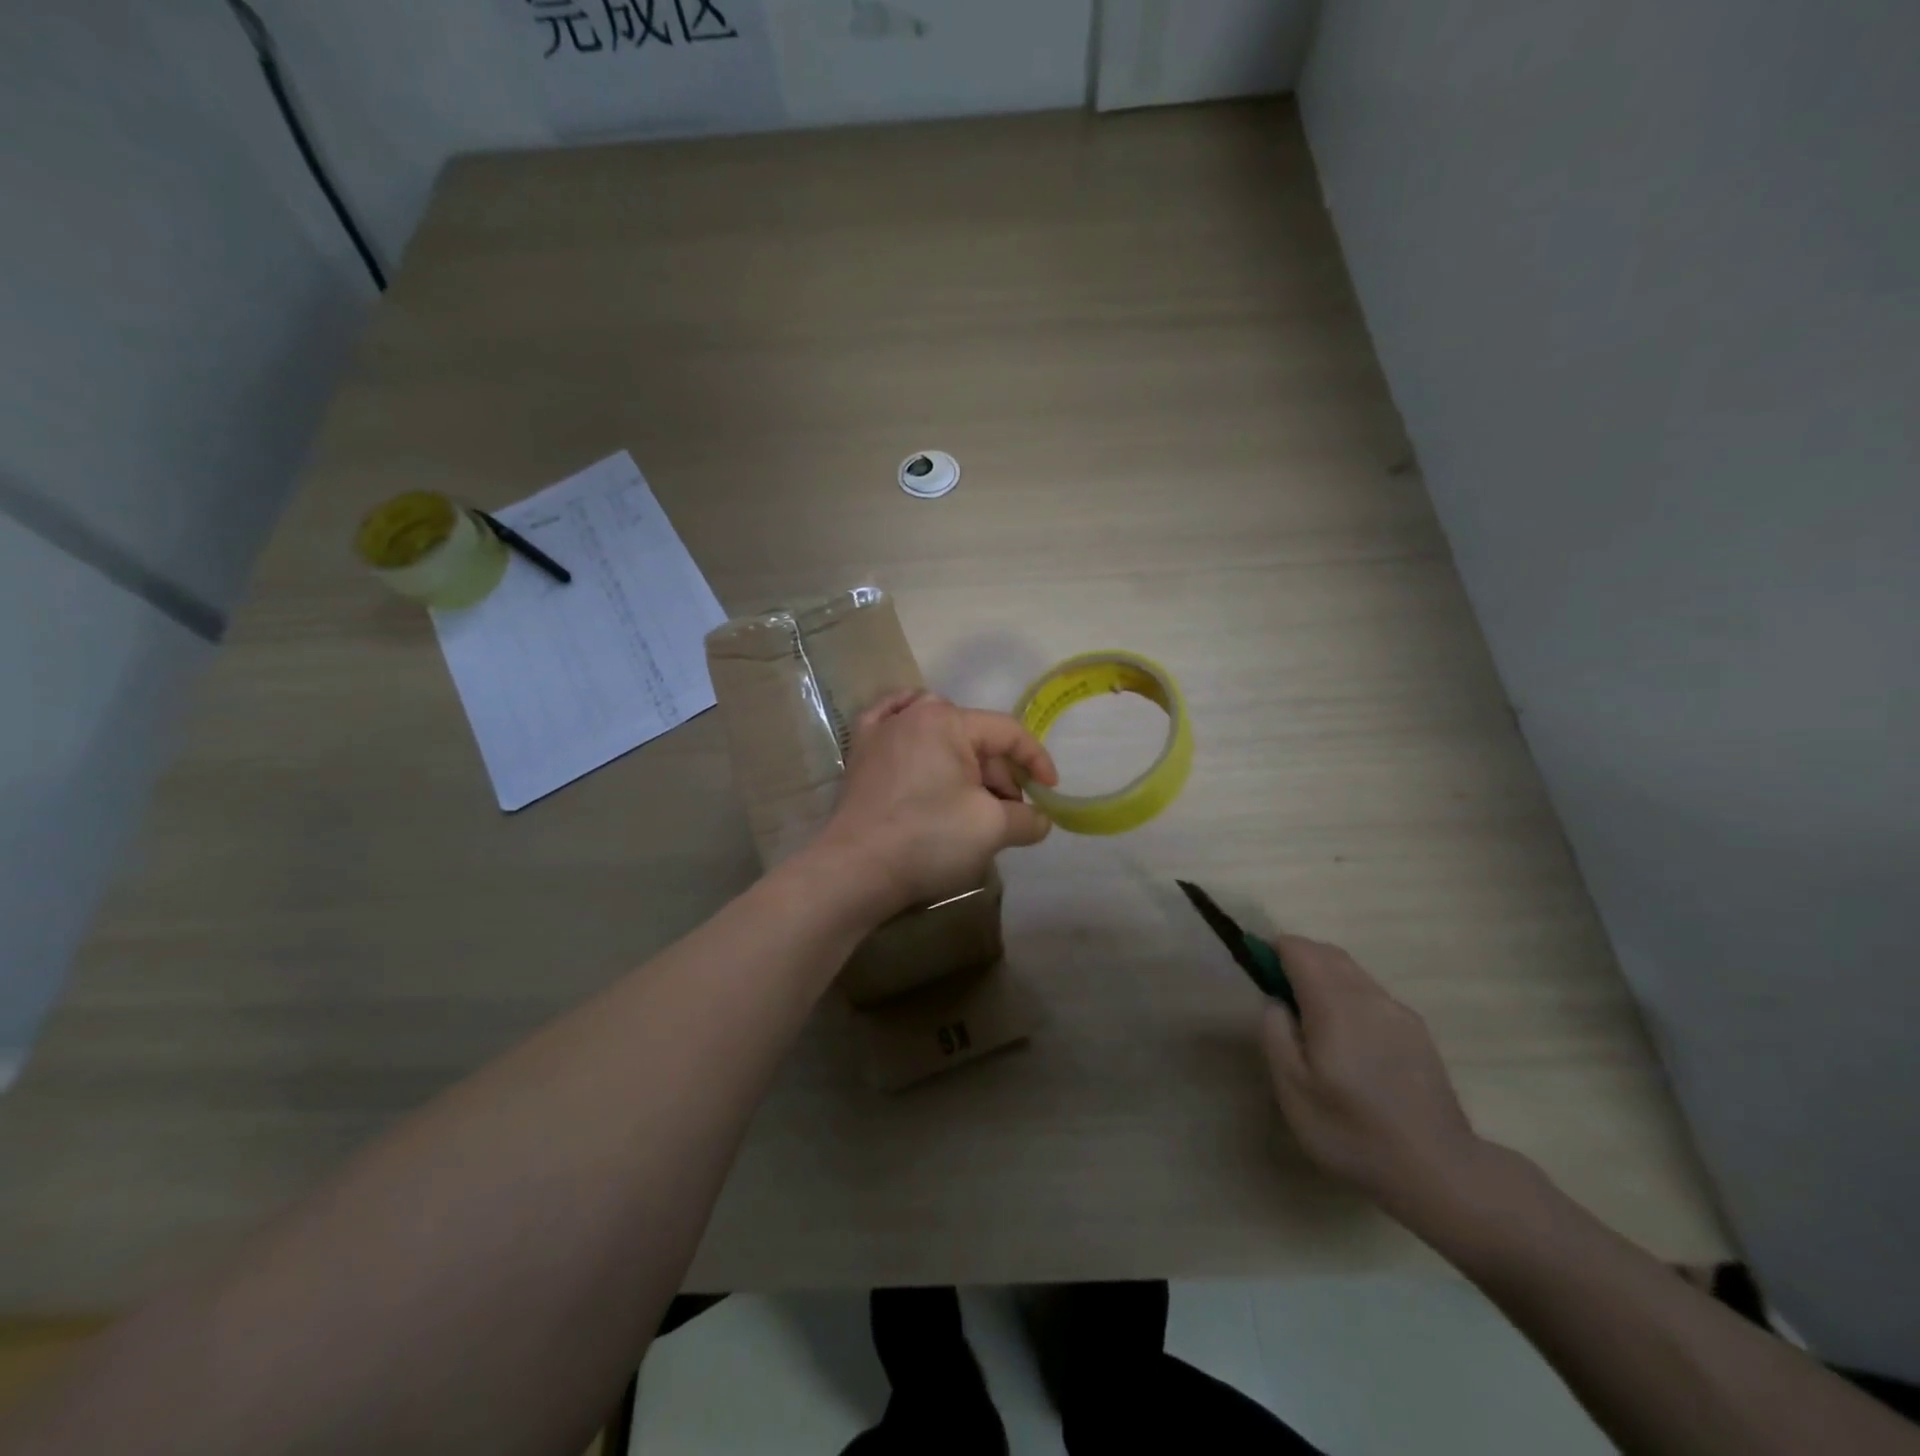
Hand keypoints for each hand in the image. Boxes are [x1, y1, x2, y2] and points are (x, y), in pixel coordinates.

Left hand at [810, 691, 1057, 918]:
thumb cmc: (928, 839)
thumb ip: (1026, 819)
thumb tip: (1040, 820)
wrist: (856, 869)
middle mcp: (912, 714)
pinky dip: (912, 729)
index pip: (1008, 732)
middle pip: (973, 737)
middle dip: (998, 773)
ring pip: (937, 732)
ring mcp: (880, 732)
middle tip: (1008, 812)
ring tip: (973, 794)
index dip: (1036, 761)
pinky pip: (891, 725)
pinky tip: (918, 735)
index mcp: (948, 721)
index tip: (1050, 792)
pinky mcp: (860, 754)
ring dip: (963, 758)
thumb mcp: (992, 828)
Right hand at [1260, 935, 1492, 1222]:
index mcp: (1334, 1004)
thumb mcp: (1292, 1088)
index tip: (1258, 974)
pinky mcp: (1417, 1032)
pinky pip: (1373, 995)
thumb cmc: (1351, 1130)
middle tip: (1278, 994)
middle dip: (1298, 959)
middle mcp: (1369, 996)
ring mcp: (1398, 1012)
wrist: (1438, 1171)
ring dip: (1325, 977)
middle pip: (1327, 953)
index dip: (1272, 952)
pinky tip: (1348, 1040)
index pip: (1298, 949)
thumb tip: (1276, 1001)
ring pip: (1352, 972)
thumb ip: (1275, 1033)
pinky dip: (1349, 996)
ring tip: (1311, 1019)